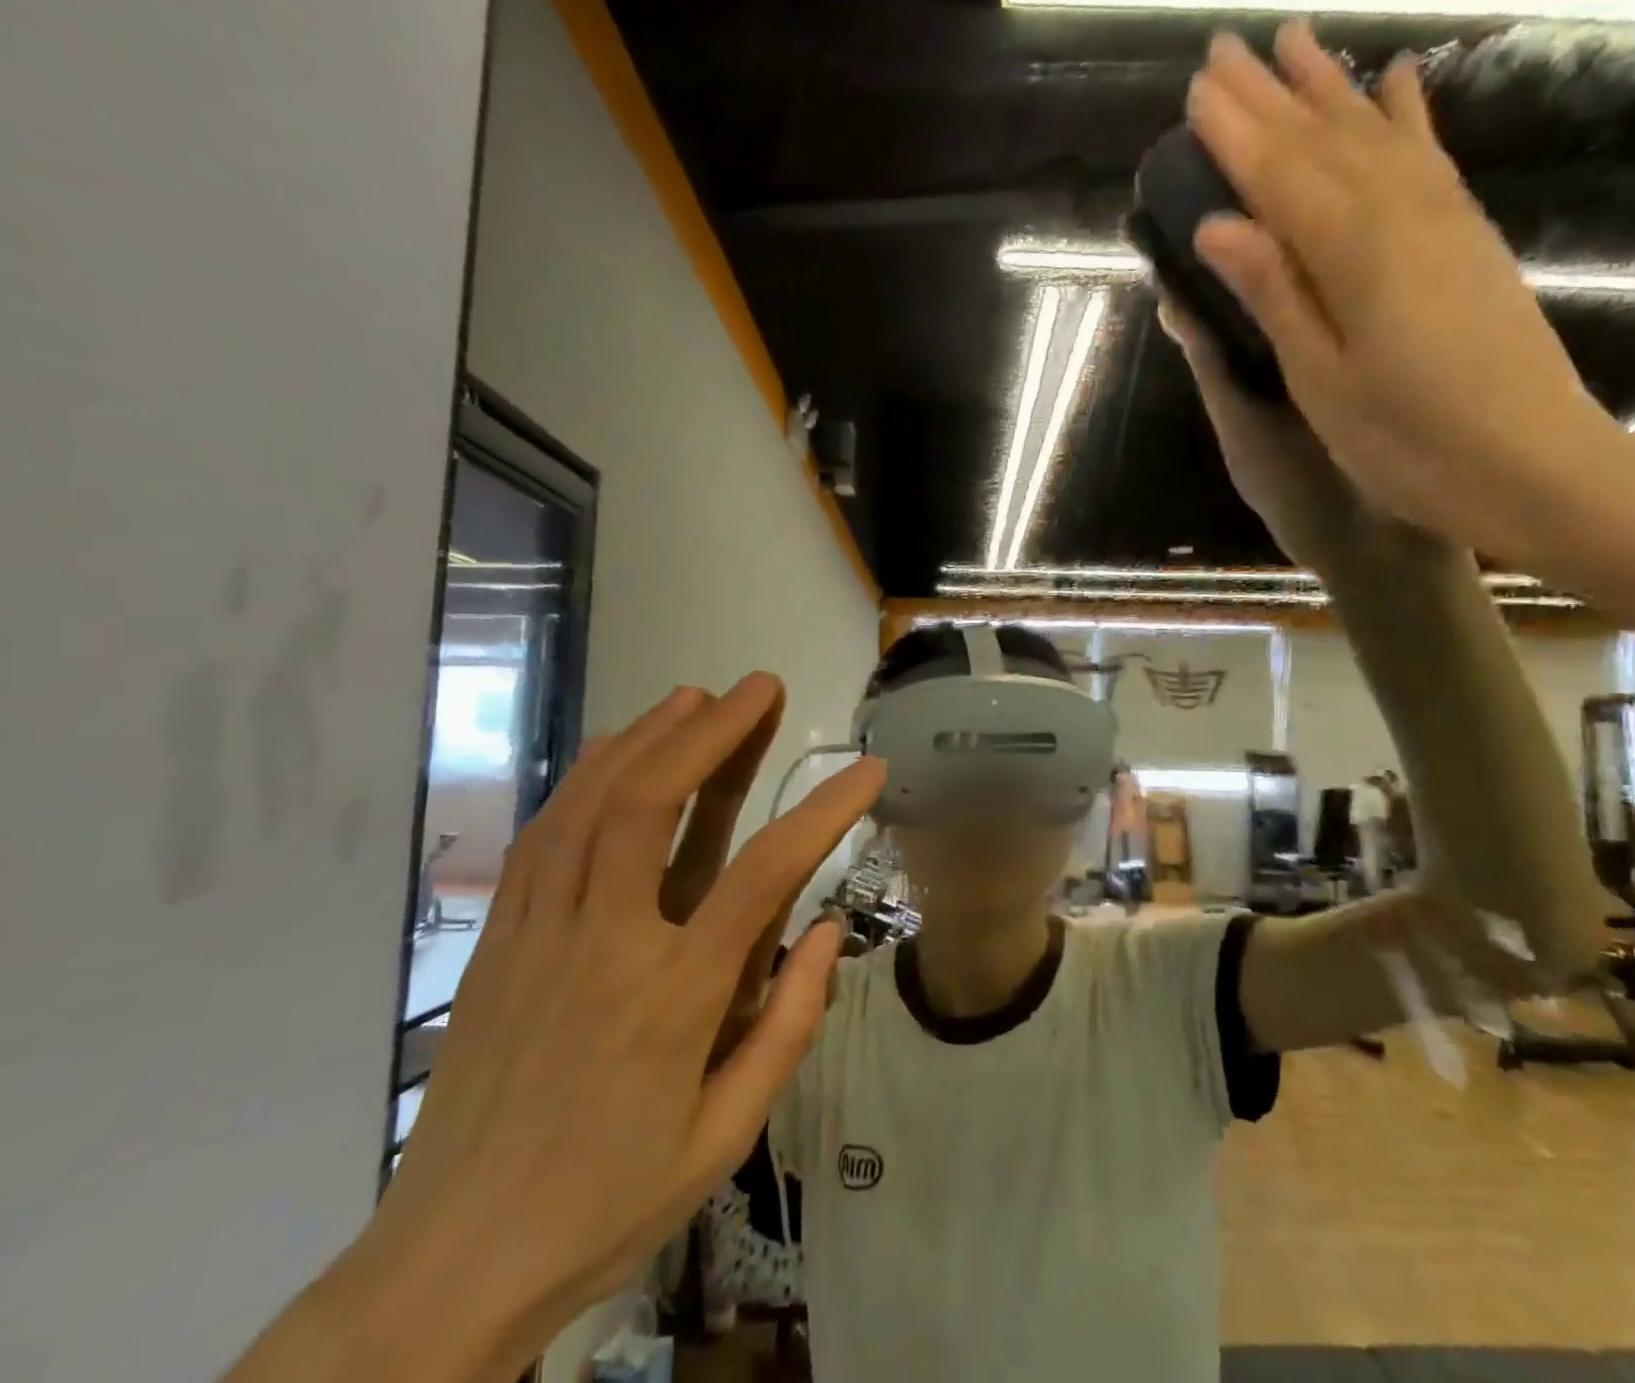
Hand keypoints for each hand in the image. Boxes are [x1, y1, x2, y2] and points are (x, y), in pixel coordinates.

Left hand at [353, 676, 881, 1376]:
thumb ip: (787, 1026)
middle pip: (651, 805)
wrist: (448, 1265)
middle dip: (713, 732)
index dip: (825, 809)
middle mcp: (602, 945)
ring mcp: (539, 934)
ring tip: (696, 696)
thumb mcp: (723, 1137)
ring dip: (648, 737)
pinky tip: (615, 750)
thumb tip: (828, 930)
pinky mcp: (497, 940)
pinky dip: (584, 777)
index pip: (764, 874)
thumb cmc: (607, 1202)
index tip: (867, 768)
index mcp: (672, 999)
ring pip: (588, 805)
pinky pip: (542, 836)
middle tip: (760, 686)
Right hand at [1184, 23, 1621, 560]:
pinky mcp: (1470, 238)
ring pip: (1376, 135)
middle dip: (1271, 95)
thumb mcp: (1322, 381)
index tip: (1196, 89)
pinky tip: (1395, 84)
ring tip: (1296, 43)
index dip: (1235, 133)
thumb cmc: (1407, 443)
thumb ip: (1276, 294)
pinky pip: (1429, 157)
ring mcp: (1445, 220)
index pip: (1280, 176)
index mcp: (1353, 255)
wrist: (1530, 464)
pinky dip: (1406, 116)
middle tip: (1226, 50)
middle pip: (1324, 141)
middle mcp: (1402, 214)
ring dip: (1331, 88)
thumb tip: (1220, 225)